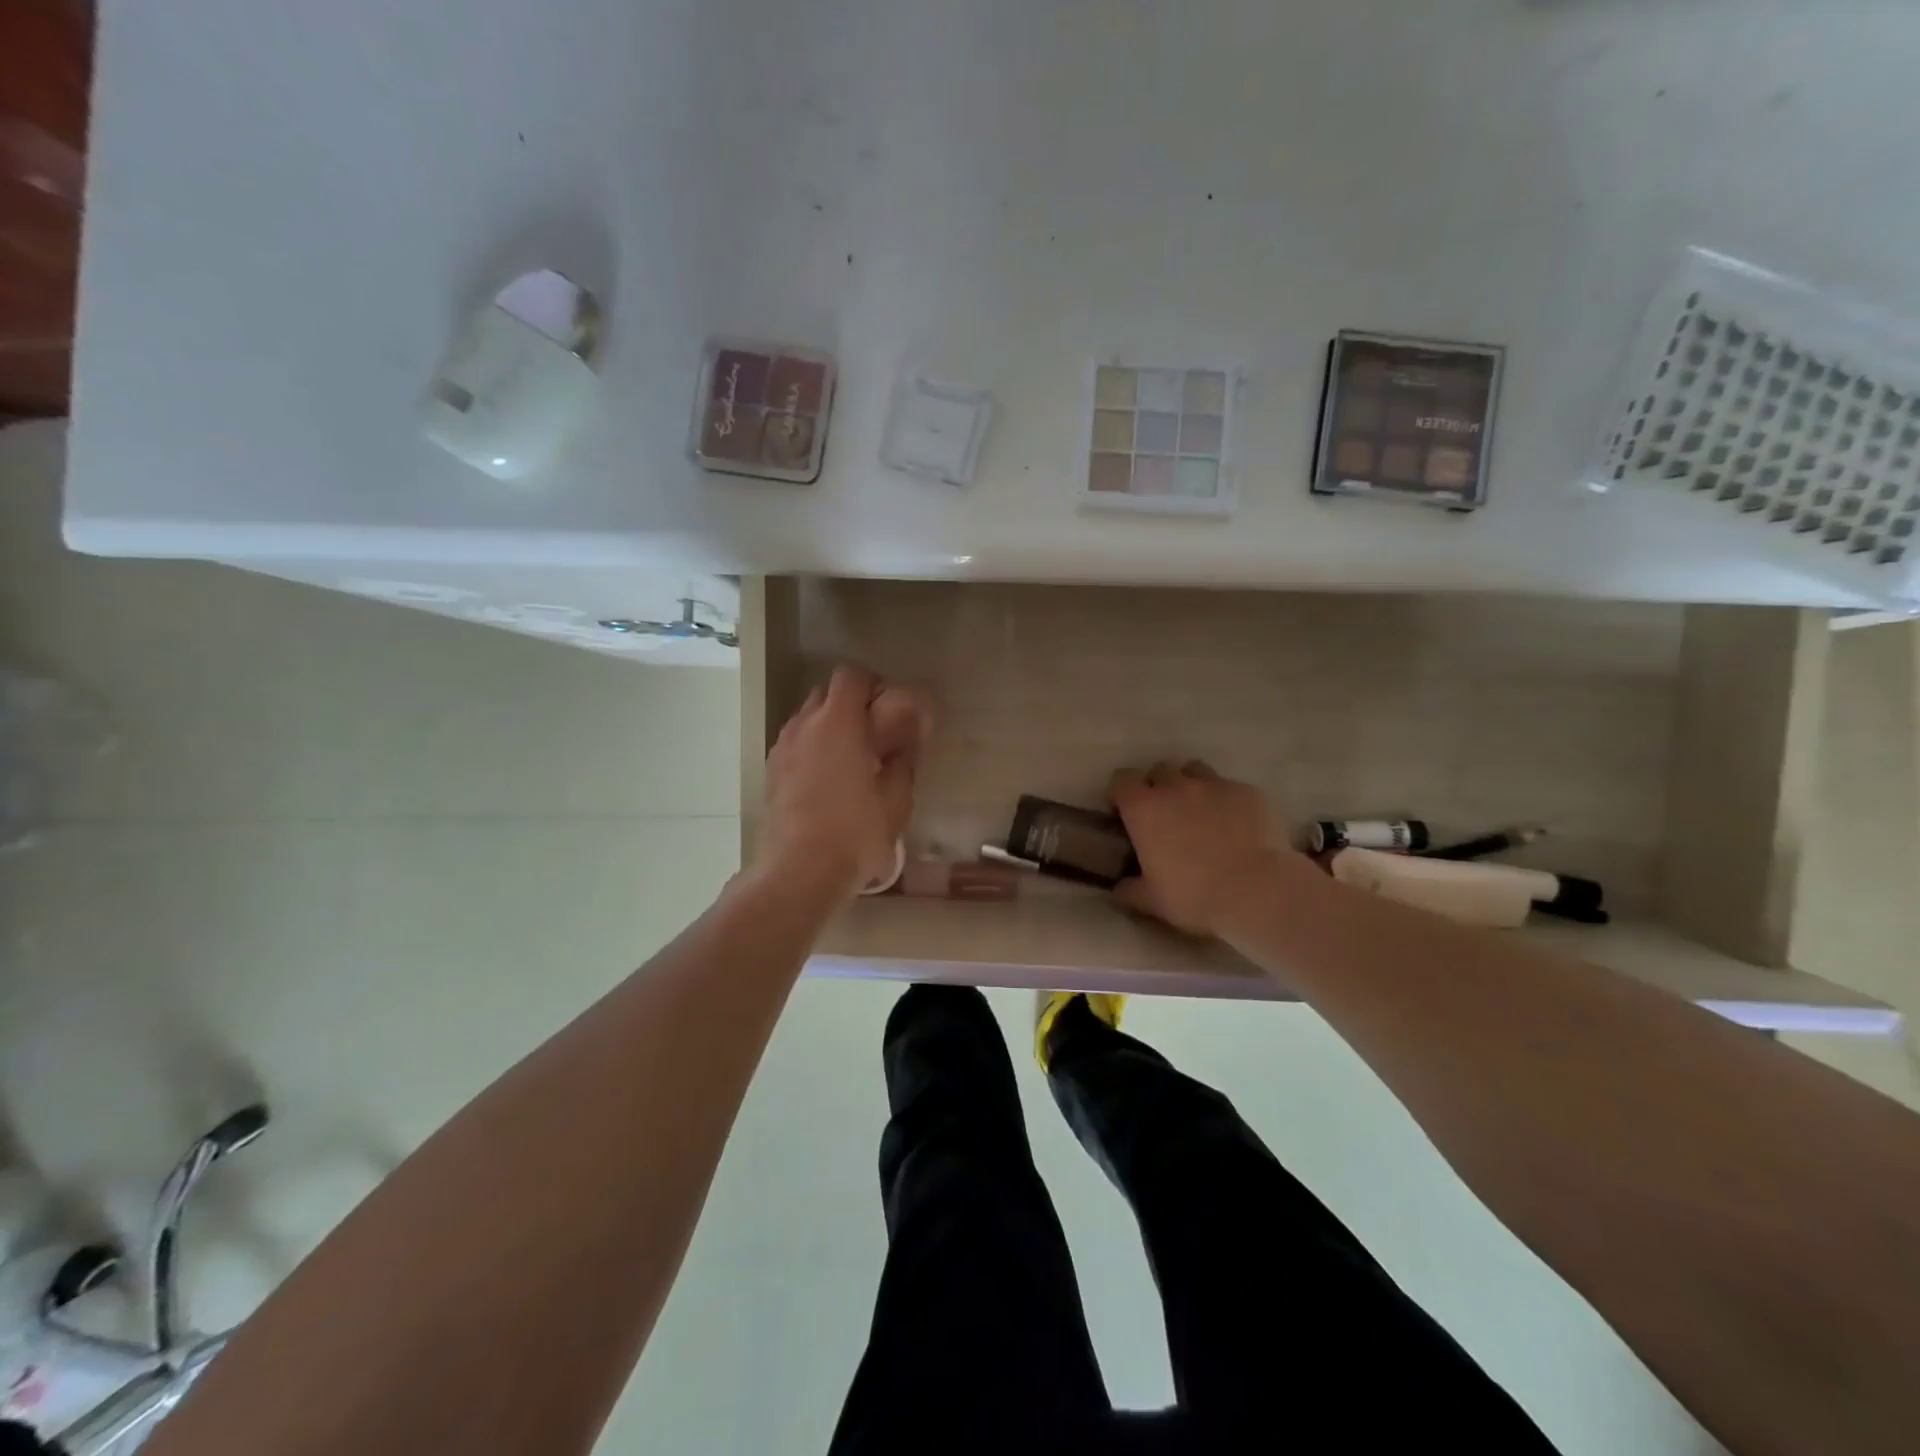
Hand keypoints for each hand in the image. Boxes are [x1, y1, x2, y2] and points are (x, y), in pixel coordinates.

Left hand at [755, 667, 928, 901]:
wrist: (798, 871)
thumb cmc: (854, 832)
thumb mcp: (895, 800)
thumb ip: (903, 764)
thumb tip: (905, 748)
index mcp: (838, 723)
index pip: (851, 677)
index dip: (872, 684)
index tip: (889, 706)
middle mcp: (804, 725)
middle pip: (826, 693)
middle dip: (851, 704)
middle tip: (874, 732)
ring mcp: (782, 749)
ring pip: (807, 718)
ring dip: (829, 726)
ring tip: (850, 759)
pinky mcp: (771, 773)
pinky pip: (795, 744)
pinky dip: (812, 748)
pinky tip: (828, 780)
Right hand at [1109, 760, 1286, 937]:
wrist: (1258, 892)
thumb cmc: (1195, 896)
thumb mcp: (1152, 901)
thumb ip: (1129, 890)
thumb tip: (1118, 889)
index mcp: (1144, 809)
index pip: (1122, 779)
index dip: (1122, 792)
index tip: (1125, 810)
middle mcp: (1176, 787)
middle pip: (1159, 769)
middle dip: (1159, 786)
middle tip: (1166, 813)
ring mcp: (1214, 785)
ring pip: (1195, 770)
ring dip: (1191, 785)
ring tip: (1200, 811)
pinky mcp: (1247, 791)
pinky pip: (1230, 788)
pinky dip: (1227, 801)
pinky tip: (1237, 825)